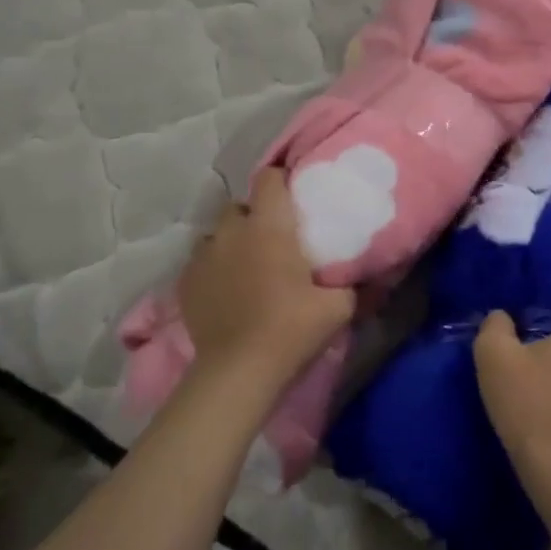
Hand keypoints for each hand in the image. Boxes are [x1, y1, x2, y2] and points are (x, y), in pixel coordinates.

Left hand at [177, 167, 356, 388]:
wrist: (238, 371)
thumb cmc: (291, 329)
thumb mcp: (338, 307)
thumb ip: (351, 284)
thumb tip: (364, 274)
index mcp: (269, 226)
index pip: (269, 178)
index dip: (281, 180)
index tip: (294, 196)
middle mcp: (232, 231)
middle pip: (241, 205)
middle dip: (255, 216)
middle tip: (274, 239)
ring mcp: (204, 256)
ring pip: (218, 234)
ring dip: (232, 242)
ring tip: (246, 266)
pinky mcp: (185, 282)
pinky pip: (201, 262)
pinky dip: (214, 268)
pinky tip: (226, 290)